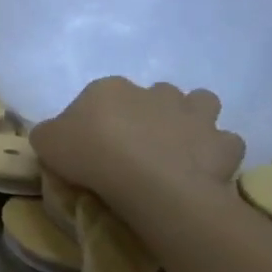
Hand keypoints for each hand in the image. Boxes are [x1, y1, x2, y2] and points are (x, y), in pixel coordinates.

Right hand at [32, 77, 243, 214]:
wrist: (149, 183)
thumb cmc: (90, 155)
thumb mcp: (46, 142)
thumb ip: (50, 132)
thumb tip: (57, 134)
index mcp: (108, 88)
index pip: (101, 94)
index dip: (98, 116)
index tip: (94, 140)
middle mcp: (154, 92)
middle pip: (155, 93)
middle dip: (151, 111)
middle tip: (138, 141)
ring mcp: (194, 115)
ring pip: (201, 103)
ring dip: (193, 118)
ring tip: (178, 143)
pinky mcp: (222, 143)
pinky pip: (225, 141)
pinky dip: (216, 150)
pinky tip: (201, 165)